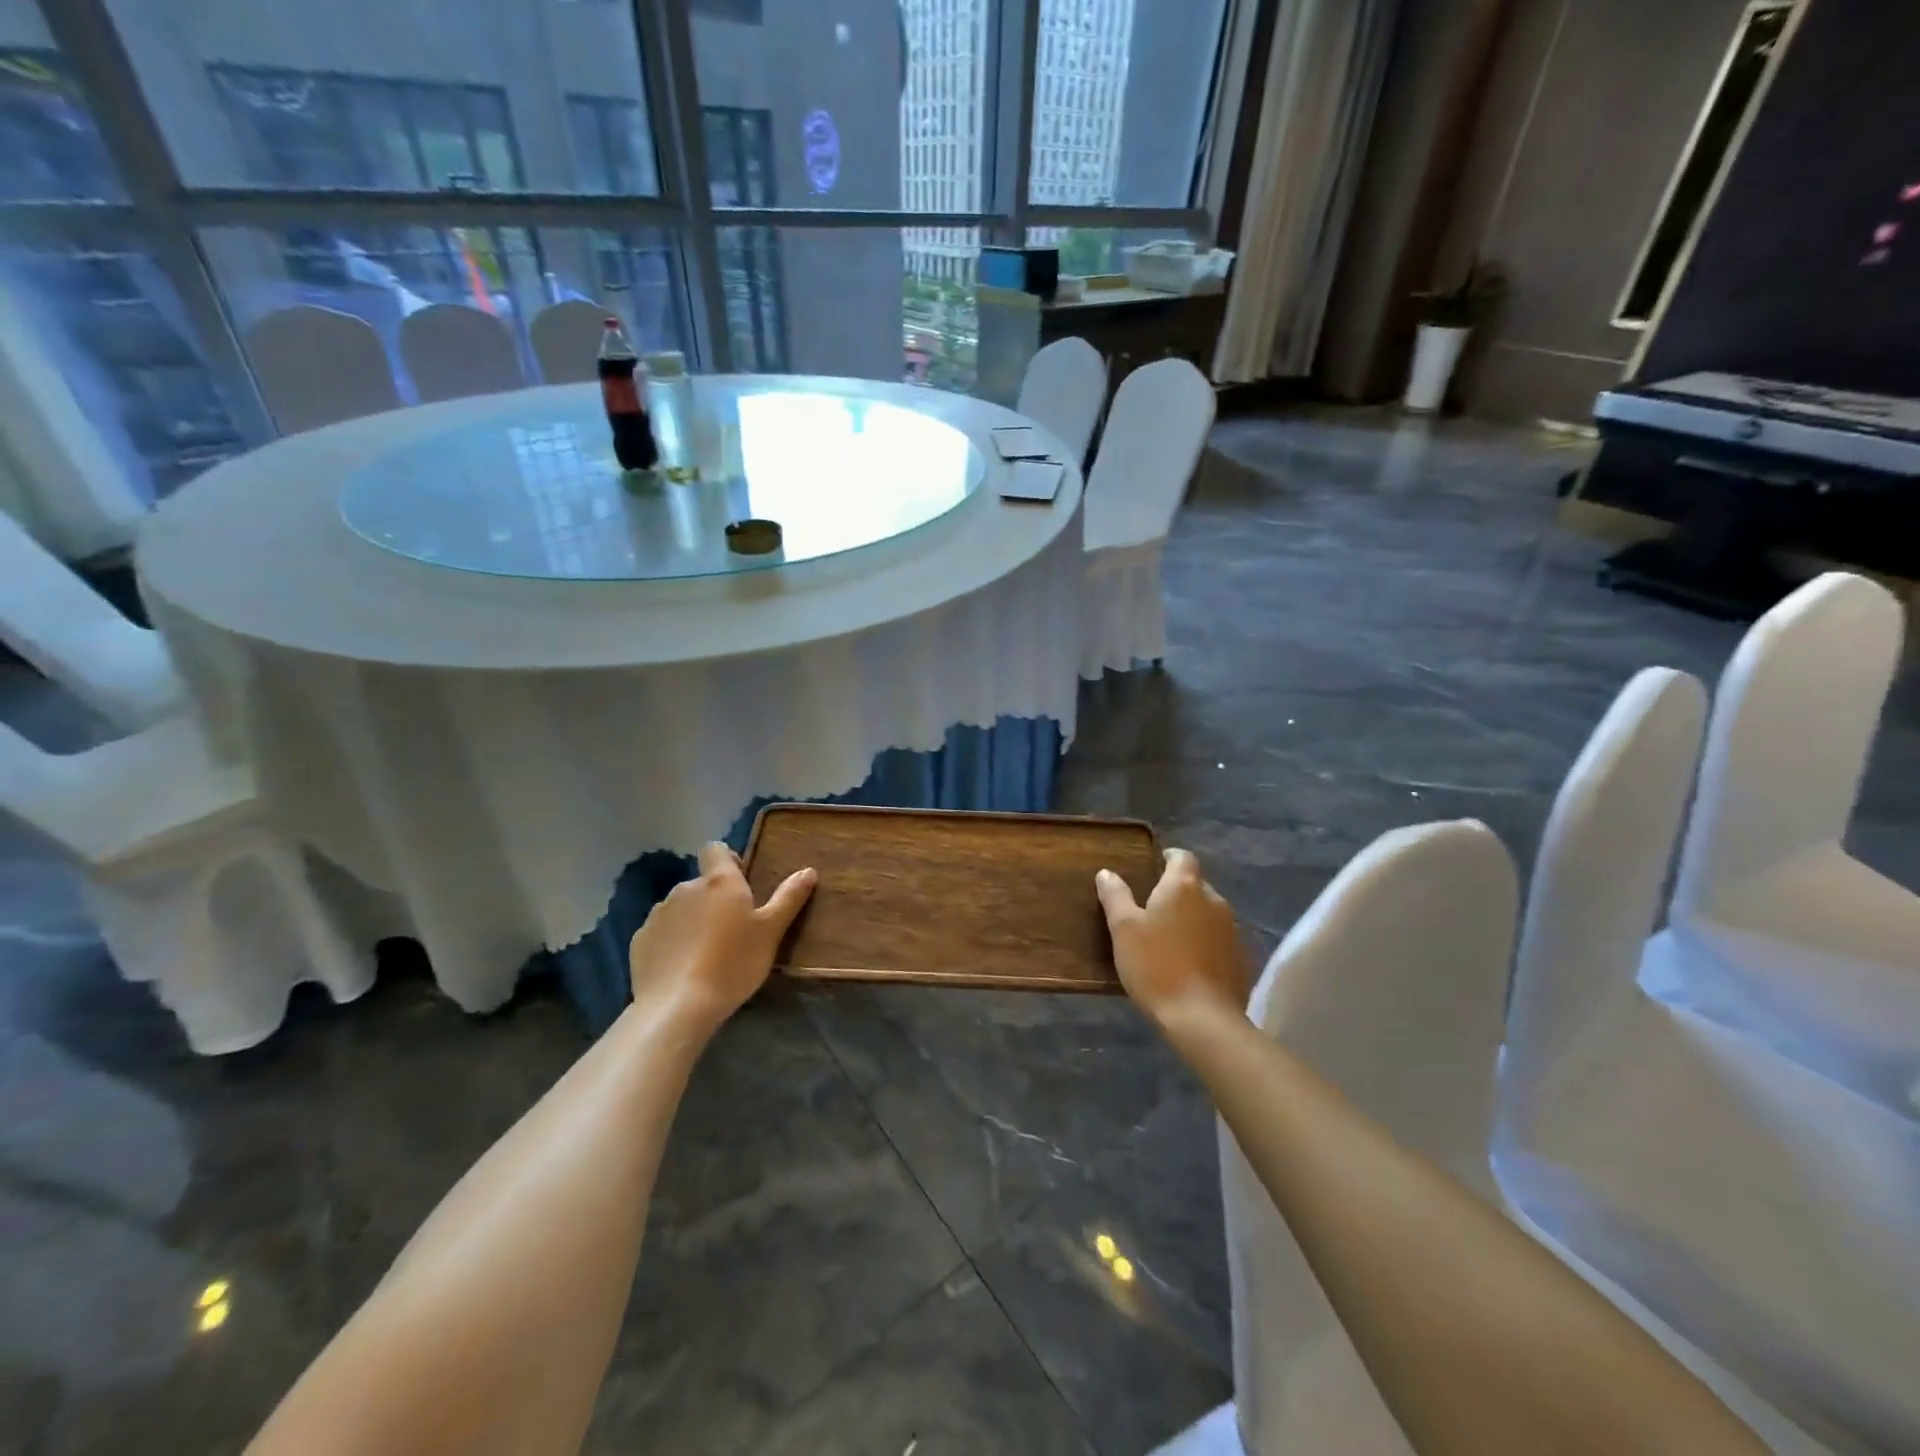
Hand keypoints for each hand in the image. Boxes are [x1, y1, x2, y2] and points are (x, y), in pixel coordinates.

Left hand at [628, 844, 815, 1032]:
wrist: (678, 1006)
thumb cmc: (733, 963)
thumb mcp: (771, 932)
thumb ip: (789, 898)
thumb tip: (808, 870)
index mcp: (719, 882)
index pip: (716, 849)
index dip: (727, 860)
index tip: (741, 883)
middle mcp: (685, 888)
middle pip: (701, 884)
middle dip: (714, 899)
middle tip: (732, 930)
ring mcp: (658, 914)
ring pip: (680, 908)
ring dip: (692, 920)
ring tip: (706, 953)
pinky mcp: (640, 941)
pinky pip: (661, 933)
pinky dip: (672, 942)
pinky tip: (682, 968)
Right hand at [1096, 849, 1249, 1027]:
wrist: (1202, 1018)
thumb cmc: (1156, 965)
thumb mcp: (1123, 929)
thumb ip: (1115, 896)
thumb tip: (1107, 873)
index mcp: (1184, 887)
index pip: (1182, 857)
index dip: (1168, 858)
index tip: (1154, 867)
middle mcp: (1214, 901)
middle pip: (1196, 885)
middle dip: (1178, 892)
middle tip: (1153, 909)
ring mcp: (1232, 931)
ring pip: (1209, 914)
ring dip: (1192, 919)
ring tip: (1170, 938)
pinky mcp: (1241, 959)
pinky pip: (1220, 940)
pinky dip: (1205, 943)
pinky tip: (1190, 964)